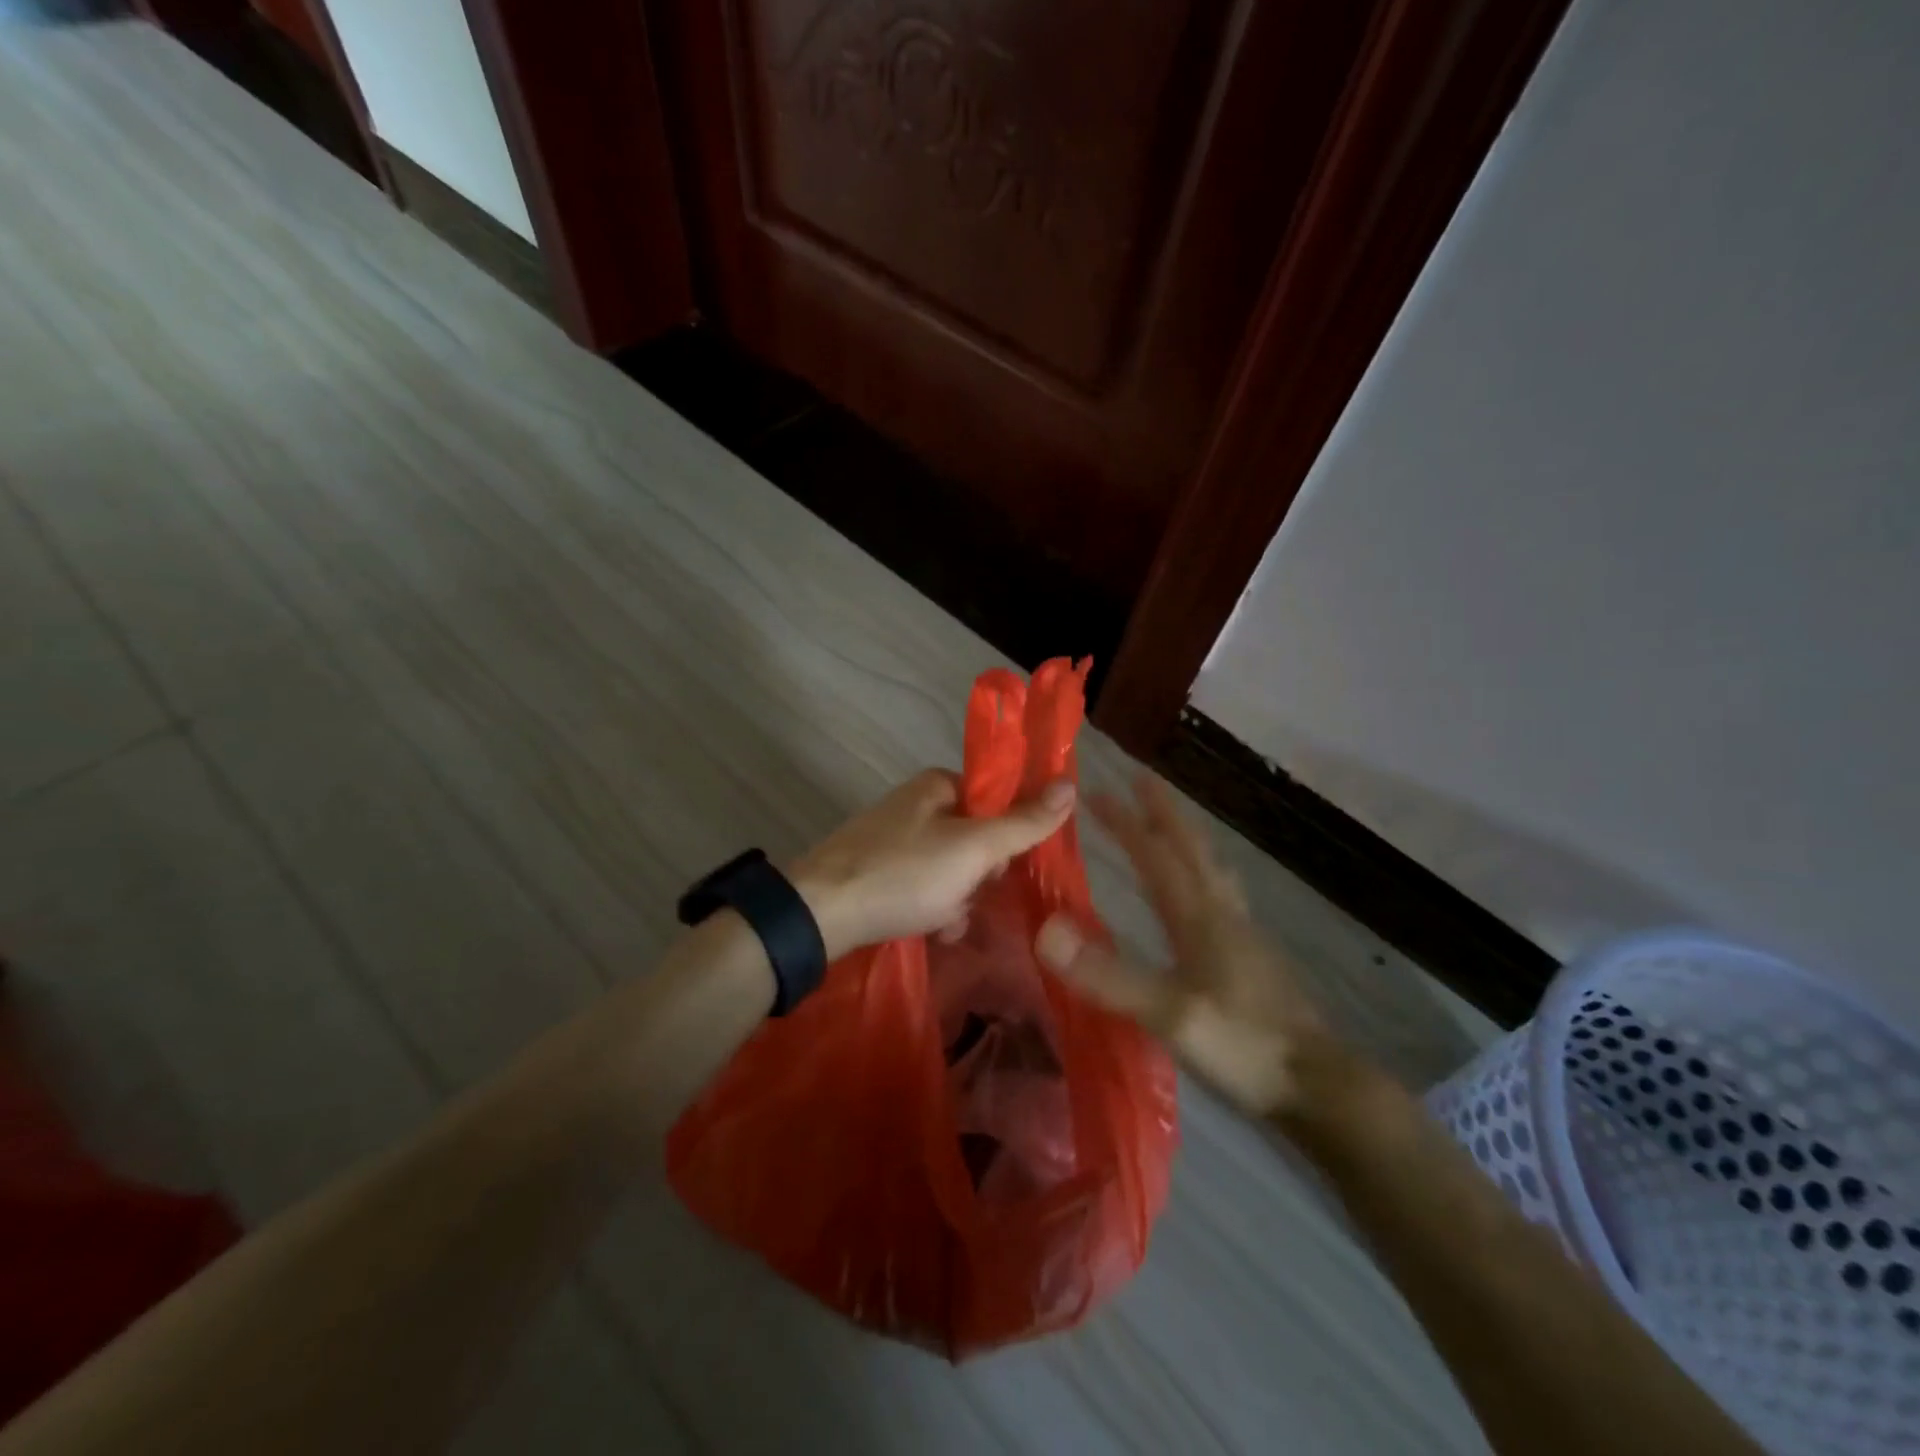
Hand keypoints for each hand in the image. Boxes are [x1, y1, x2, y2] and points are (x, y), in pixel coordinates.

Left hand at [791, 769, 1076, 958]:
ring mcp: (894, 838)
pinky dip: (934, 907)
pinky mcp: (879, 870)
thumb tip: (1070, 784)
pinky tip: (932, 929)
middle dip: (979, 875)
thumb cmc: (904, 873)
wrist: (821, 913)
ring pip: (953, 867)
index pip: (996, 800)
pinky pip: (925, 886)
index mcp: (937, 785)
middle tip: (969, 894)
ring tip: (946, 921)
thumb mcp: (973, 848)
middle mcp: (916, 804)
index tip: (1000, 867)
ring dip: (959, 898)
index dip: (1007, 835)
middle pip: (976, 837)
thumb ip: (1023, 822)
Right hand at [1034, 775, 1333, 1116]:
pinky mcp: (1254, 959)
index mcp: (1200, 917)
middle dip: (1163, 812)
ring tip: (1171, 826)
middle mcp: (1223, 914)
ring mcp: (1244, 936)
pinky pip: (1221, 897)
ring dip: (1187, 839)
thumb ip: (1108, 975)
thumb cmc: (1242, 1046)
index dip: (1126, 822)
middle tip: (1142, 781)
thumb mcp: (1169, 1014)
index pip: (1156, 855)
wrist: (1318, 1086)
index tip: (1097, 792)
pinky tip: (1202, 896)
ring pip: (1211, 870)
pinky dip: (1203, 875)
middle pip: (1191, 849)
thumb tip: (1045, 931)